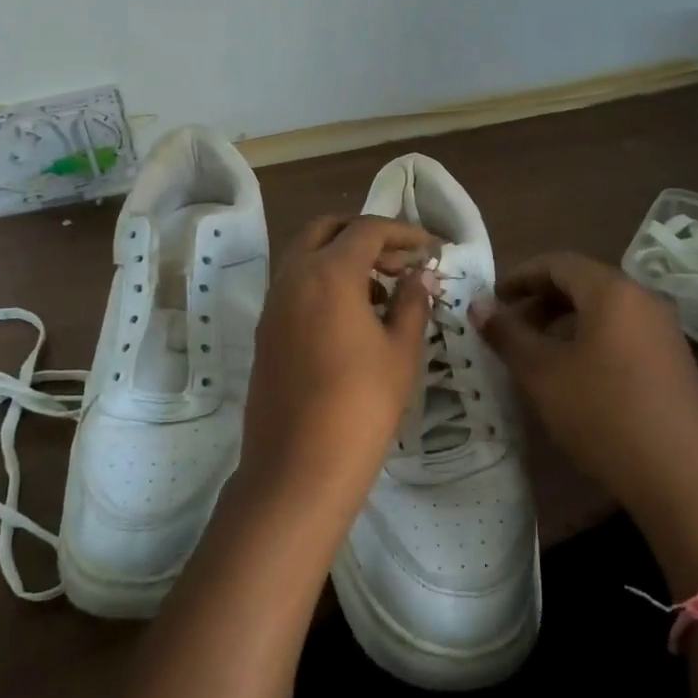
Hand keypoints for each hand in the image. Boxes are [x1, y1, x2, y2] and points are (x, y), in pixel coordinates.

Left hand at [236, 215, 440, 530]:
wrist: (298, 468)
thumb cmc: (361, 405)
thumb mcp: (400, 352)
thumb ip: (412, 303)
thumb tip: (421, 276)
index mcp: (328, 273)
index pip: (368, 229)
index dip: (404, 233)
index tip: (431, 249)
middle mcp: (293, 277)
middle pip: (327, 230)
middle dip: (366, 234)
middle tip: (401, 259)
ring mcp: (273, 304)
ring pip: (307, 256)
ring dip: (343, 257)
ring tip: (384, 290)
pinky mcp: (266, 331)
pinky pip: (296, 285)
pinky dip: (324, 282)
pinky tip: (354, 316)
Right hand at [476, 252, 697, 534]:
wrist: (685, 478)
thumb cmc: (603, 414)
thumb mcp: (543, 374)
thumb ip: (508, 335)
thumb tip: (478, 305)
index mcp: (612, 291)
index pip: (558, 263)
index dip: (520, 276)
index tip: (492, 299)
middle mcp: (643, 300)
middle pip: (584, 283)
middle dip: (541, 300)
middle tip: (509, 327)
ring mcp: (665, 332)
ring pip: (604, 311)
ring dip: (565, 322)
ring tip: (536, 353)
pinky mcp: (675, 363)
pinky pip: (624, 334)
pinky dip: (591, 340)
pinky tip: (576, 376)